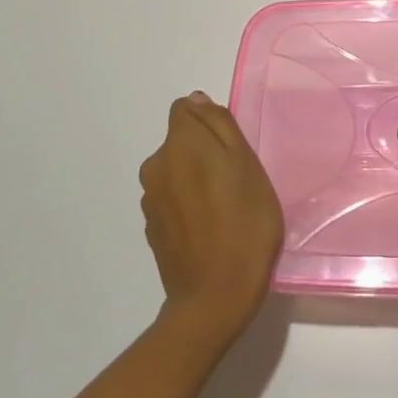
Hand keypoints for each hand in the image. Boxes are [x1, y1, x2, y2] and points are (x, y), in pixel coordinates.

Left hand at [139, 92, 283, 349]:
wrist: (215, 297)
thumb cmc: (244, 223)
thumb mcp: (247, 164)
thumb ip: (220, 125)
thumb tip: (197, 100)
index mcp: (179, 144)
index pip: (185, 110)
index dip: (210, 122)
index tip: (232, 148)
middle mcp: (155, 166)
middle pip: (181, 142)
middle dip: (204, 152)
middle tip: (237, 181)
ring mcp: (150, 200)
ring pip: (176, 172)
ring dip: (196, 179)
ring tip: (226, 208)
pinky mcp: (151, 229)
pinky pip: (172, 201)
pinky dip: (188, 206)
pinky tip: (210, 230)